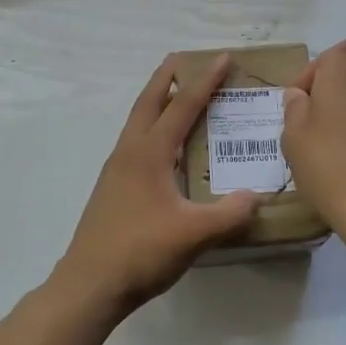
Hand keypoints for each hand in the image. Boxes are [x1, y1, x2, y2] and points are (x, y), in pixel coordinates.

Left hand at [56, 55, 259, 309]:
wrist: (88, 286)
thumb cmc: (140, 252)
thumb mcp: (193, 234)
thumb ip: (229, 214)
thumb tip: (256, 197)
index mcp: (148, 153)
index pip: (181, 106)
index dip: (204, 81)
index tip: (221, 58)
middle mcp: (129, 153)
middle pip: (148, 103)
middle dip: (166, 78)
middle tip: (184, 60)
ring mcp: (116, 171)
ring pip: (138, 124)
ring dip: (157, 104)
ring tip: (177, 98)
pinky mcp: (112, 190)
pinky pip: (136, 145)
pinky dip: (153, 131)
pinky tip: (166, 151)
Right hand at [281, 34, 345, 234]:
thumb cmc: (329, 168)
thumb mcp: (294, 139)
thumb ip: (294, 109)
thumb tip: (300, 95)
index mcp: (343, 75)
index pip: (329, 54)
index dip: (309, 74)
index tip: (299, 102)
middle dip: (341, 61)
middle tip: (324, 93)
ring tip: (340, 123)